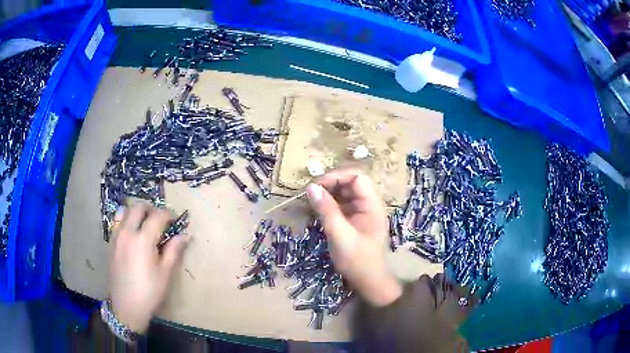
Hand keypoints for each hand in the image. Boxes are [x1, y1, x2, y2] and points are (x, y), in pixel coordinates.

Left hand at [109, 203, 188, 333]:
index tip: (176, 219)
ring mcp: (117, 236)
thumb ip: (174, 250)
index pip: (157, 216)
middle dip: (151, 209)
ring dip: (137, 212)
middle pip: (138, 208)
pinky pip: (118, 222)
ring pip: (125, 211)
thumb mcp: (166, 273)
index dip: (168, 214)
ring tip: (145, 224)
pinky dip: (127, 220)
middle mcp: (127, 232)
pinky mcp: (111, 243)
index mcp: (143, 239)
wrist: (127, 306)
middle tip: (160, 219)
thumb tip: (185, 235)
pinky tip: (133, 235)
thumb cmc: (150, 291)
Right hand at [306, 171, 401, 306]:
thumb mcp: (340, 235)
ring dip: (327, 195)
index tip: (317, 185)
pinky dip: (328, 206)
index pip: (357, 177)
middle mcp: (368, 206)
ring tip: (310, 201)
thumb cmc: (358, 261)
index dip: (337, 176)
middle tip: (310, 193)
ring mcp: (361, 214)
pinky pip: (341, 207)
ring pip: (344, 195)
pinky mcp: (354, 222)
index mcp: (371, 205)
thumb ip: (327, 210)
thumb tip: (311, 187)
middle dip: (330, 185)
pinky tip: (316, 211)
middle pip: (350, 184)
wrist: (369, 282)